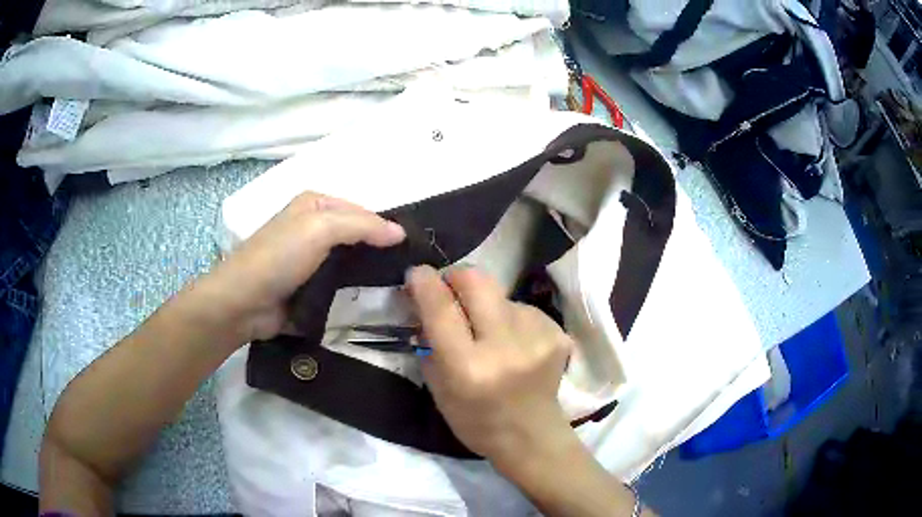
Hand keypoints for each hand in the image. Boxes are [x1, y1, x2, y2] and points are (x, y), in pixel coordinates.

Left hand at [209, 191, 405, 341]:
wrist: (244, 302)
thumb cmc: (280, 257)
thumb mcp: (320, 229)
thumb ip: (363, 226)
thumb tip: (401, 233)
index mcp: (316, 204)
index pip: (363, 211)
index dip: (386, 227)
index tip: (414, 249)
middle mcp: (314, 227)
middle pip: (357, 236)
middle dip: (380, 250)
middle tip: (411, 269)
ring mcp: (312, 259)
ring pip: (351, 261)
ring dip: (370, 272)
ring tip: (401, 286)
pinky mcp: (311, 286)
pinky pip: (340, 284)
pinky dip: (356, 290)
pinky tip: (376, 299)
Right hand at [406, 265, 573, 468]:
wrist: (531, 436)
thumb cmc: (475, 420)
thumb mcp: (438, 388)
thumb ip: (428, 342)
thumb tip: (424, 299)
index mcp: (467, 367)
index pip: (441, 308)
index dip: (425, 282)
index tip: (417, 273)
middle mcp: (505, 347)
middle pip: (477, 280)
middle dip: (456, 277)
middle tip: (450, 291)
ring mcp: (537, 338)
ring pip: (501, 294)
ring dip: (487, 304)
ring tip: (488, 331)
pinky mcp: (558, 334)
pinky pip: (523, 308)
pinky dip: (511, 318)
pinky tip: (513, 342)